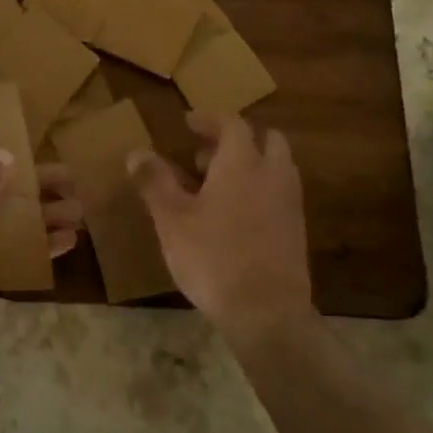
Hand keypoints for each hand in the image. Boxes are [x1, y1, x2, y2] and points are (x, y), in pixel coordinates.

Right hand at [128, 114, 312, 341]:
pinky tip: (234, 215)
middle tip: (204, 155)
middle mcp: (273, 174)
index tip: (188, 123)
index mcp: (242, 163)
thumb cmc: (213, 257)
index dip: (209, 119)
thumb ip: (154, 181)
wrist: (267, 312)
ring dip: (250, 164)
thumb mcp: (171, 218)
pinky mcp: (296, 229)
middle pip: (264, 139)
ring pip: (275, 166)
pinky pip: (279, 192)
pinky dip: (259, 188)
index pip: (232, 123)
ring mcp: (290, 202)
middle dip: (236, 140)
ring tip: (215, 186)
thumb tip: (136, 152)